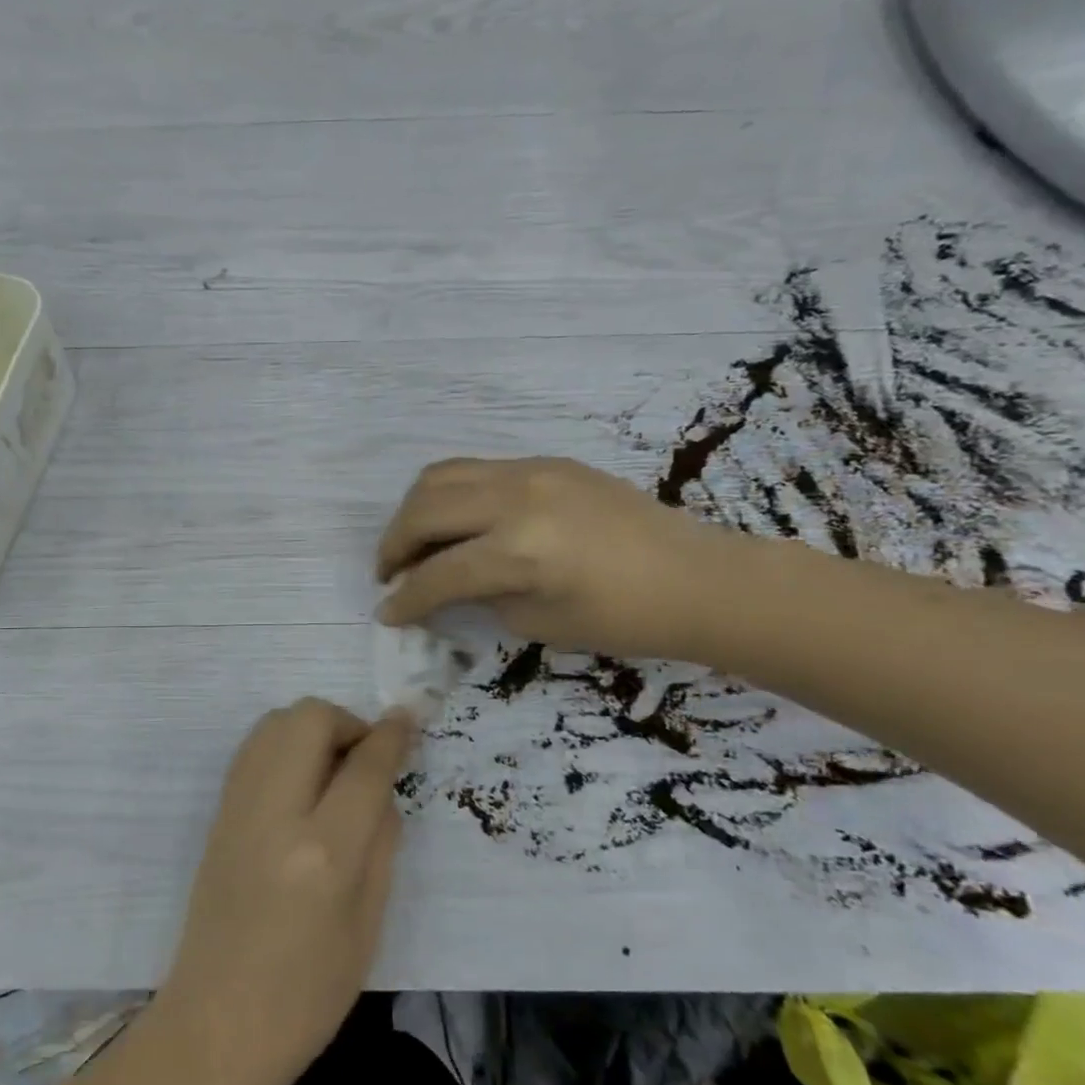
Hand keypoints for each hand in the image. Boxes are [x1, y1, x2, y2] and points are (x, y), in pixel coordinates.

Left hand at [156, 700, 411, 1084]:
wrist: (216, 1024)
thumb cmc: (308, 994)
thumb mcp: (369, 924)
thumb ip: (381, 842)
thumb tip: (381, 786)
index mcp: (324, 852)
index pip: (364, 766)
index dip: (391, 736)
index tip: (407, 719)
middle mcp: (276, 813)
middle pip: (310, 719)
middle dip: (346, 722)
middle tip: (364, 757)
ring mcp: (238, 807)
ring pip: (276, 722)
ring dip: (312, 728)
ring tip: (333, 769)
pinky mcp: (217, 812)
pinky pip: (254, 748)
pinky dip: (284, 744)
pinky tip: (300, 782)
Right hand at [375, 457, 749, 660]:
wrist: (697, 578)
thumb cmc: (624, 619)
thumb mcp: (536, 621)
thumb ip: (479, 596)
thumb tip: (441, 583)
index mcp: (519, 551)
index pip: (438, 573)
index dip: (405, 599)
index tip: (386, 614)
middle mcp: (516, 499)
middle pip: (424, 510)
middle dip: (394, 545)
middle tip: (391, 573)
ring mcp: (531, 471)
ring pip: (441, 476)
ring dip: (415, 511)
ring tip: (415, 541)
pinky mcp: (546, 462)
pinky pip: (476, 470)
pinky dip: (450, 495)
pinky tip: (459, 522)